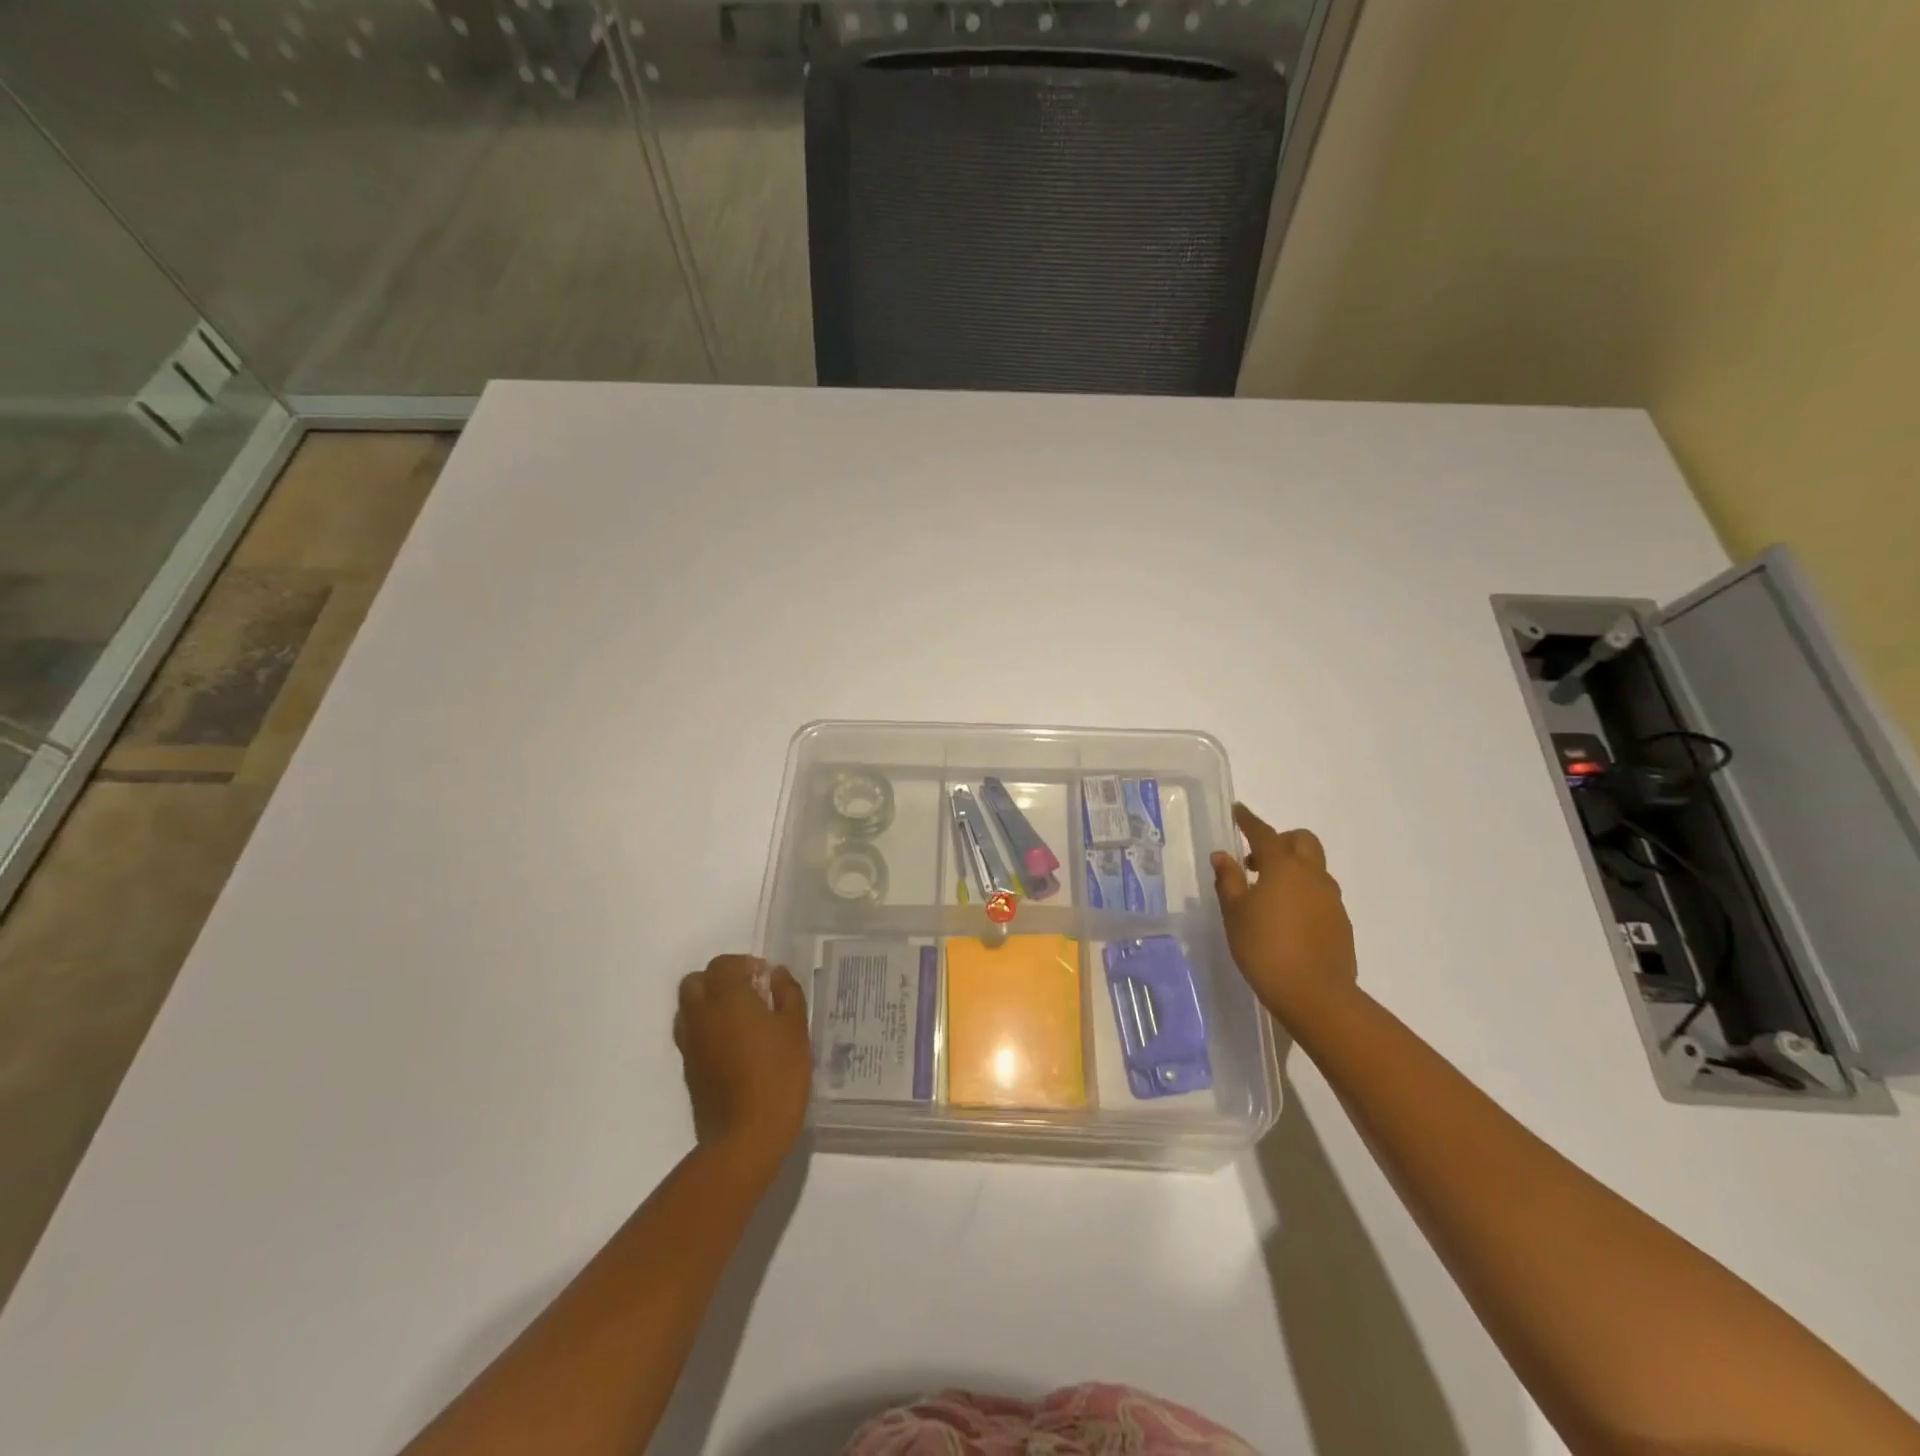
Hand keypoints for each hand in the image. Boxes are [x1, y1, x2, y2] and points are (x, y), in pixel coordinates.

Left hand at [674, 955, 810, 1179]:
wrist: (744, 1137)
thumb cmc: (778, 1076)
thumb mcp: (796, 1030)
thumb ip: (787, 994)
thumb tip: (775, 975)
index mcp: (728, 998)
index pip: (723, 965)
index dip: (744, 965)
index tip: (766, 979)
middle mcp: (701, 1015)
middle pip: (696, 981)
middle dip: (719, 980)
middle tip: (749, 993)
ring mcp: (690, 1043)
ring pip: (688, 1007)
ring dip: (708, 1003)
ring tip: (739, 1019)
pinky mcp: (688, 1068)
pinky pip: (691, 1034)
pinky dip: (706, 1028)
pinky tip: (732, 1045)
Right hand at [1211, 804, 1357, 1026]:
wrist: (1315, 995)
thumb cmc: (1264, 948)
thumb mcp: (1235, 914)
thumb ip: (1228, 881)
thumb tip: (1223, 856)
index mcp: (1283, 867)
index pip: (1264, 833)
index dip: (1249, 821)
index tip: (1239, 810)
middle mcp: (1312, 876)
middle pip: (1302, 841)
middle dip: (1281, 840)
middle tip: (1256, 859)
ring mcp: (1332, 900)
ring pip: (1314, 868)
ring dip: (1294, 869)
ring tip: (1270, 893)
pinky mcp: (1341, 923)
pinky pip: (1321, 895)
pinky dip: (1304, 894)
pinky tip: (1288, 918)